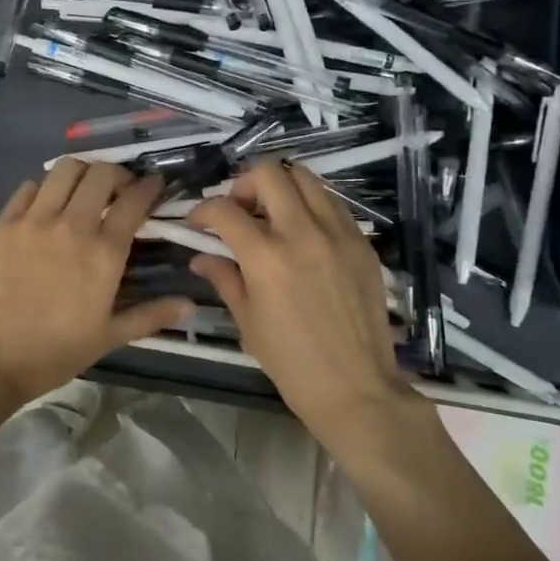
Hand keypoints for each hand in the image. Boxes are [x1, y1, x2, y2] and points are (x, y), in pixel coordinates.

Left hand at [0, 161, 193, 406]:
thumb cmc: (54, 352)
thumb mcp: (108, 337)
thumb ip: (151, 315)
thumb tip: (190, 305)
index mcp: (104, 252)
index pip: (134, 200)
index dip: (150, 186)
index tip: (155, 185)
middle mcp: (72, 225)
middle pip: (101, 174)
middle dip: (118, 174)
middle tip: (120, 189)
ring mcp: (34, 220)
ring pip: (65, 169)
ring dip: (82, 173)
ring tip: (84, 189)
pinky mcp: (4, 223)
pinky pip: (29, 188)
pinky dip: (45, 189)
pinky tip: (47, 205)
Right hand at [186, 162, 410, 433]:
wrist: (356, 387)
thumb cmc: (291, 362)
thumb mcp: (247, 320)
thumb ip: (224, 277)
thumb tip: (200, 256)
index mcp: (266, 256)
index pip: (224, 209)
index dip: (202, 210)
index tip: (198, 223)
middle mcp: (302, 231)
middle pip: (267, 173)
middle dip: (243, 184)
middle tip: (238, 209)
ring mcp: (337, 232)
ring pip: (305, 177)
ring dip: (280, 187)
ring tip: (272, 214)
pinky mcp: (361, 241)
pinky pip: (332, 202)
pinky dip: (310, 204)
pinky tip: (303, 231)